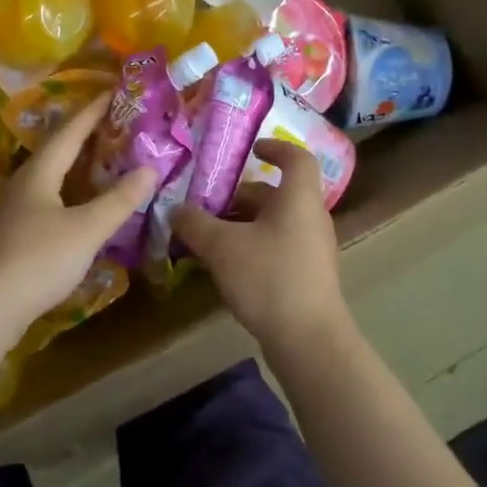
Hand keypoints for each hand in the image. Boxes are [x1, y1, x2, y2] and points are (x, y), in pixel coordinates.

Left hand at [0, 93, 156, 329]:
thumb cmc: (39, 259)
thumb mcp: (87, 229)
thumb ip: (119, 200)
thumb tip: (150, 169)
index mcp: (38, 174)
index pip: (69, 132)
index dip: (92, 111)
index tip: (112, 91)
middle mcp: (21, 185)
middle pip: (55, 152)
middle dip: (83, 136)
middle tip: (112, 125)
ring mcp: (10, 211)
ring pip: (47, 178)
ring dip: (74, 167)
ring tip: (100, 161)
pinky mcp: (8, 236)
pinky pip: (43, 201)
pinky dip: (66, 193)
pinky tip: (77, 206)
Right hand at [170, 140, 348, 350]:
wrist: (308, 339)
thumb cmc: (268, 277)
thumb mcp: (221, 247)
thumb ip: (195, 224)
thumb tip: (175, 210)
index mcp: (298, 199)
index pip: (297, 158)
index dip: (276, 147)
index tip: (251, 149)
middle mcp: (310, 218)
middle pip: (276, 195)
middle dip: (239, 196)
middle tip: (205, 205)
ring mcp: (311, 249)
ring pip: (273, 224)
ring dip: (241, 225)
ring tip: (205, 238)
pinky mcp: (306, 276)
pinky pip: (276, 247)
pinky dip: (250, 247)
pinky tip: (223, 267)